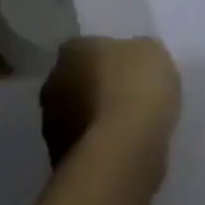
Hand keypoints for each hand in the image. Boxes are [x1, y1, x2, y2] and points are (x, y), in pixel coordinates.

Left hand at [40, 36, 181, 166]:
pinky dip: (96, 146)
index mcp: (72, 50)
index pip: (86, 48)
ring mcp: (51, 122)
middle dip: (95, 89)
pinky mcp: (58, 156)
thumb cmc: (137, 89)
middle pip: (76, 81)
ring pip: (75, 114)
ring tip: (126, 130)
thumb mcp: (153, 53)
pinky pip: (82, 144)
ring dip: (93, 119)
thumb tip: (136, 56)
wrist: (124, 150)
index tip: (128, 70)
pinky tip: (120, 151)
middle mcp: (53, 81)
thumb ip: (139, 51)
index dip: (108, 59)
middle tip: (127, 99)